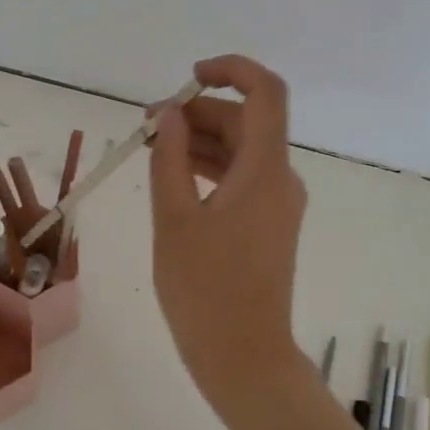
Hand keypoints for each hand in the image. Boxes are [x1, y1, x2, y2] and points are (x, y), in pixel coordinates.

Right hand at [148, 55, 307, 408]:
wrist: (244, 357)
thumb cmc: (205, 291)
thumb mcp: (174, 220)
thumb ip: (170, 159)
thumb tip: (171, 114)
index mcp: (264, 170)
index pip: (266, 93)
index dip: (231, 71)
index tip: (188, 78)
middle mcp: (280, 179)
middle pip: (247, 123)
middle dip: (199, 113)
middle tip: (148, 126)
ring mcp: (277, 204)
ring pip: (242, 152)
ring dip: (200, 142)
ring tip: (151, 147)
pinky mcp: (269, 225)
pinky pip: (241, 180)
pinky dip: (210, 170)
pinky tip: (174, 177)